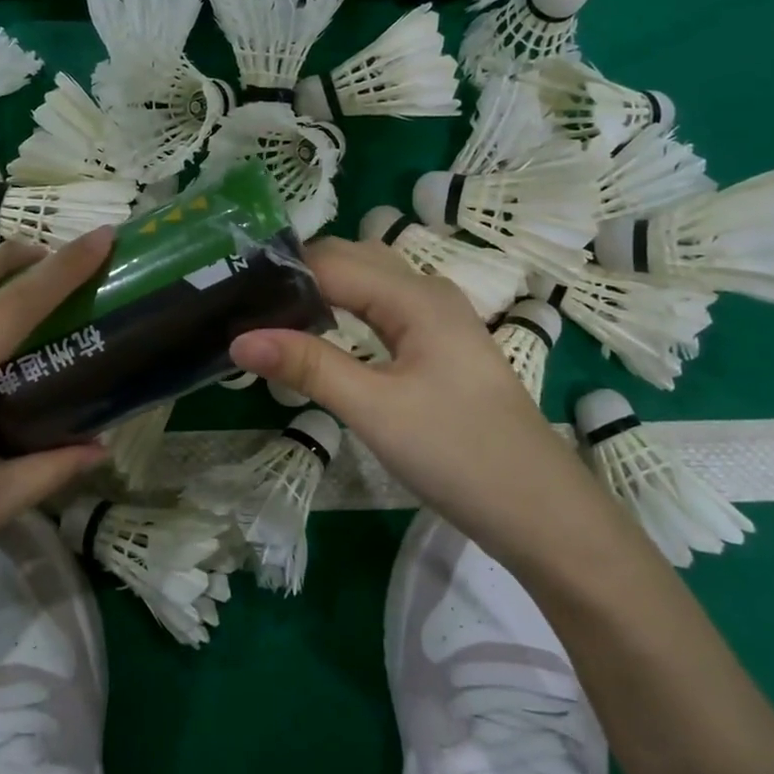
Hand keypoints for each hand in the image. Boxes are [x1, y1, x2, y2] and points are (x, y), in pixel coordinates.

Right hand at [229, 237, 586, 551]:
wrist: (542, 513)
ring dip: (322, 291)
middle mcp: (428, 292)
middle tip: (245, 306)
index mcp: (415, 296)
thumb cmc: (459, 455)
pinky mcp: (440, 347)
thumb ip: (309, 366)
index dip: (281, 273)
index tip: (231, 294)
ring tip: (272, 317)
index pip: (331, 261)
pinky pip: (383, 310)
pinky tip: (324, 336)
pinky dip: (346, 312)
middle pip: (351, 260)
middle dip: (298, 275)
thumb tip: (240, 338)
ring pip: (369, 283)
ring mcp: (439, 319)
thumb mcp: (375, 410)